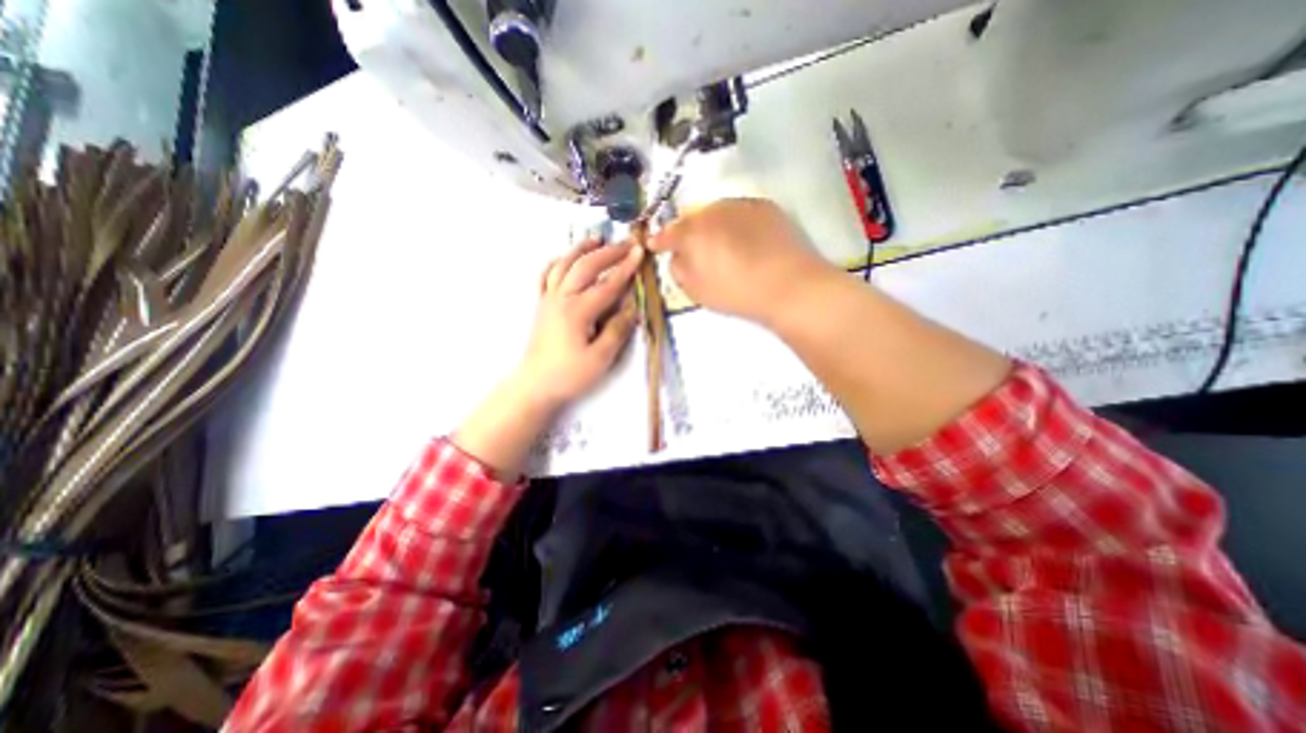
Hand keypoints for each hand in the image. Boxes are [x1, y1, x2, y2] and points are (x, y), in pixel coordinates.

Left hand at [456, 240, 644, 479]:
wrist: (535, 385)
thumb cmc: (569, 375)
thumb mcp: (600, 358)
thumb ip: (617, 330)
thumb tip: (632, 308)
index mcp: (578, 311)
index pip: (607, 284)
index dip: (625, 268)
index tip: (639, 253)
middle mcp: (561, 298)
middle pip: (586, 267)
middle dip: (608, 252)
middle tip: (626, 243)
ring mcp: (548, 299)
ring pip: (564, 265)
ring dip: (581, 250)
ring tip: (596, 239)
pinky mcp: (541, 305)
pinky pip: (546, 276)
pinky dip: (556, 263)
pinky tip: (564, 259)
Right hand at [651, 200, 834, 324]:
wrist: (788, 285)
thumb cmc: (736, 292)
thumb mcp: (696, 290)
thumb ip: (678, 270)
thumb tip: (677, 256)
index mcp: (692, 232)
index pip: (668, 232)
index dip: (660, 240)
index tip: (655, 244)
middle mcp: (713, 210)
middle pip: (693, 218)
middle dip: (688, 232)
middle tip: (693, 249)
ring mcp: (741, 204)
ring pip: (717, 212)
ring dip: (712, 225)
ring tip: (721, 244)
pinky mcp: (765, 206)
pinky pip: (740, 212)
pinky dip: (735, 223)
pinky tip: (744, 240)